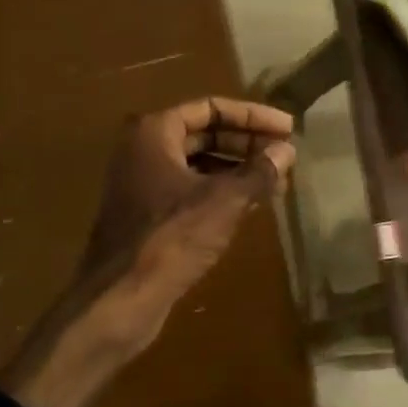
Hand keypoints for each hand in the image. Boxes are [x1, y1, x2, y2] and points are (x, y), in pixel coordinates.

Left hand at [74, 97, 296, 355]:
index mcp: (154, 133)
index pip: (211, 108)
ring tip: (275, 182)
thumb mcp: (224, 201)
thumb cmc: (171, 237)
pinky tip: (250, 206)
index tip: (287, 129)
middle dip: (246, 143)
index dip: (252, 116)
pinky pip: (190, 191)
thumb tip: (286, 152)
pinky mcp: (147, 216)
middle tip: (284, 156)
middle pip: (204, 134)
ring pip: (198, 164)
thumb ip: (258, 172)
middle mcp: (144, 151)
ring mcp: (142, 184)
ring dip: (237, 170)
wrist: (120, 298)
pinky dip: (220, 192)